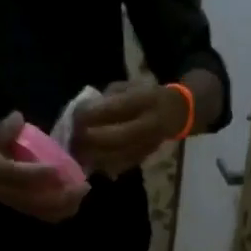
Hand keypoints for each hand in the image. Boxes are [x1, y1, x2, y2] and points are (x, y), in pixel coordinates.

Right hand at [0, 114, 88, 222]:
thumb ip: (5, 129)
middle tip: (83, 184)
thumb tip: (18, 118)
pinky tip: (75, 201)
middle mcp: (5, 191)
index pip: (16, 175)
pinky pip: (44, 215)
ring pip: (42, 211)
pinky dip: (61, 211)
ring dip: (64, 205)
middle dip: (61, 195)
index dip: (37, 174)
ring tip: (82, 193)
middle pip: (35, 201)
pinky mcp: (23, 209)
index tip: (58, 169)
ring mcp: (15, 202)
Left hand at [71, 80, 185, 177]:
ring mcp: (149, 144)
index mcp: (146, 100)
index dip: (93, 114)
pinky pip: (121, 165)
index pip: (116, 108)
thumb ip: (108, 97)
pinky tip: (89, 160)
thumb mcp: (130, 86)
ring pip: (119, 155)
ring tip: (76, 151)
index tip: (74, 116)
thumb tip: (82, 111)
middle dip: (92, 138)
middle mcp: (150, 123)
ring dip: (94, 155)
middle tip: (73, 137)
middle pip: (117, 136)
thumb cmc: (147, 95)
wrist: (177, 112)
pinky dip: (103, 164)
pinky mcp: (145, 157)